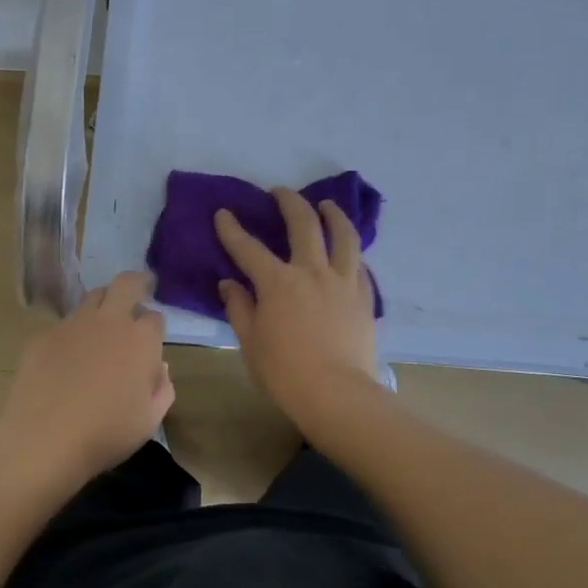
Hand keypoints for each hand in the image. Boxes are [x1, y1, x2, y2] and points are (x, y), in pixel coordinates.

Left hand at [0, 271, 172, 484]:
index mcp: (141, 340)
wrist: (45, 438)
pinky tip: (67, 356)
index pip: (155, 317)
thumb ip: (162, 389)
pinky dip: (73, 331)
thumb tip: (159, 368)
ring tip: (102, 322)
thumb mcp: (150, 420)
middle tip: (138, 289)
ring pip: (93, 296)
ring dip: (103, 303)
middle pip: (126, 284)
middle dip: (136, 282)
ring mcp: (74, 324)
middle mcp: (110, 321)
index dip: (155, 325)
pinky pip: (65, 323)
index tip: (152, 337)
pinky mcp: (45, 335)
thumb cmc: (106, 433)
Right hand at [215, 189, 380, 419]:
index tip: (224, 213)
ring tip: (327, 205)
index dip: (232, 229)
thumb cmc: (285, 373)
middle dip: (289, 201)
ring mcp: (342, 281)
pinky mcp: (364, 297)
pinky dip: (351, 252)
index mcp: (277, 282)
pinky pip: (360, 264)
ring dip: (333, 214)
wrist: (338, 395)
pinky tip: (348, 252)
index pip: (248, 247)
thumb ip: (240, 308)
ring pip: (343, 235)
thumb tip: (230, 284)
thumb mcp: (250, 343)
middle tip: (280, 192)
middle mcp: (311, 271)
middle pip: (303, 223)